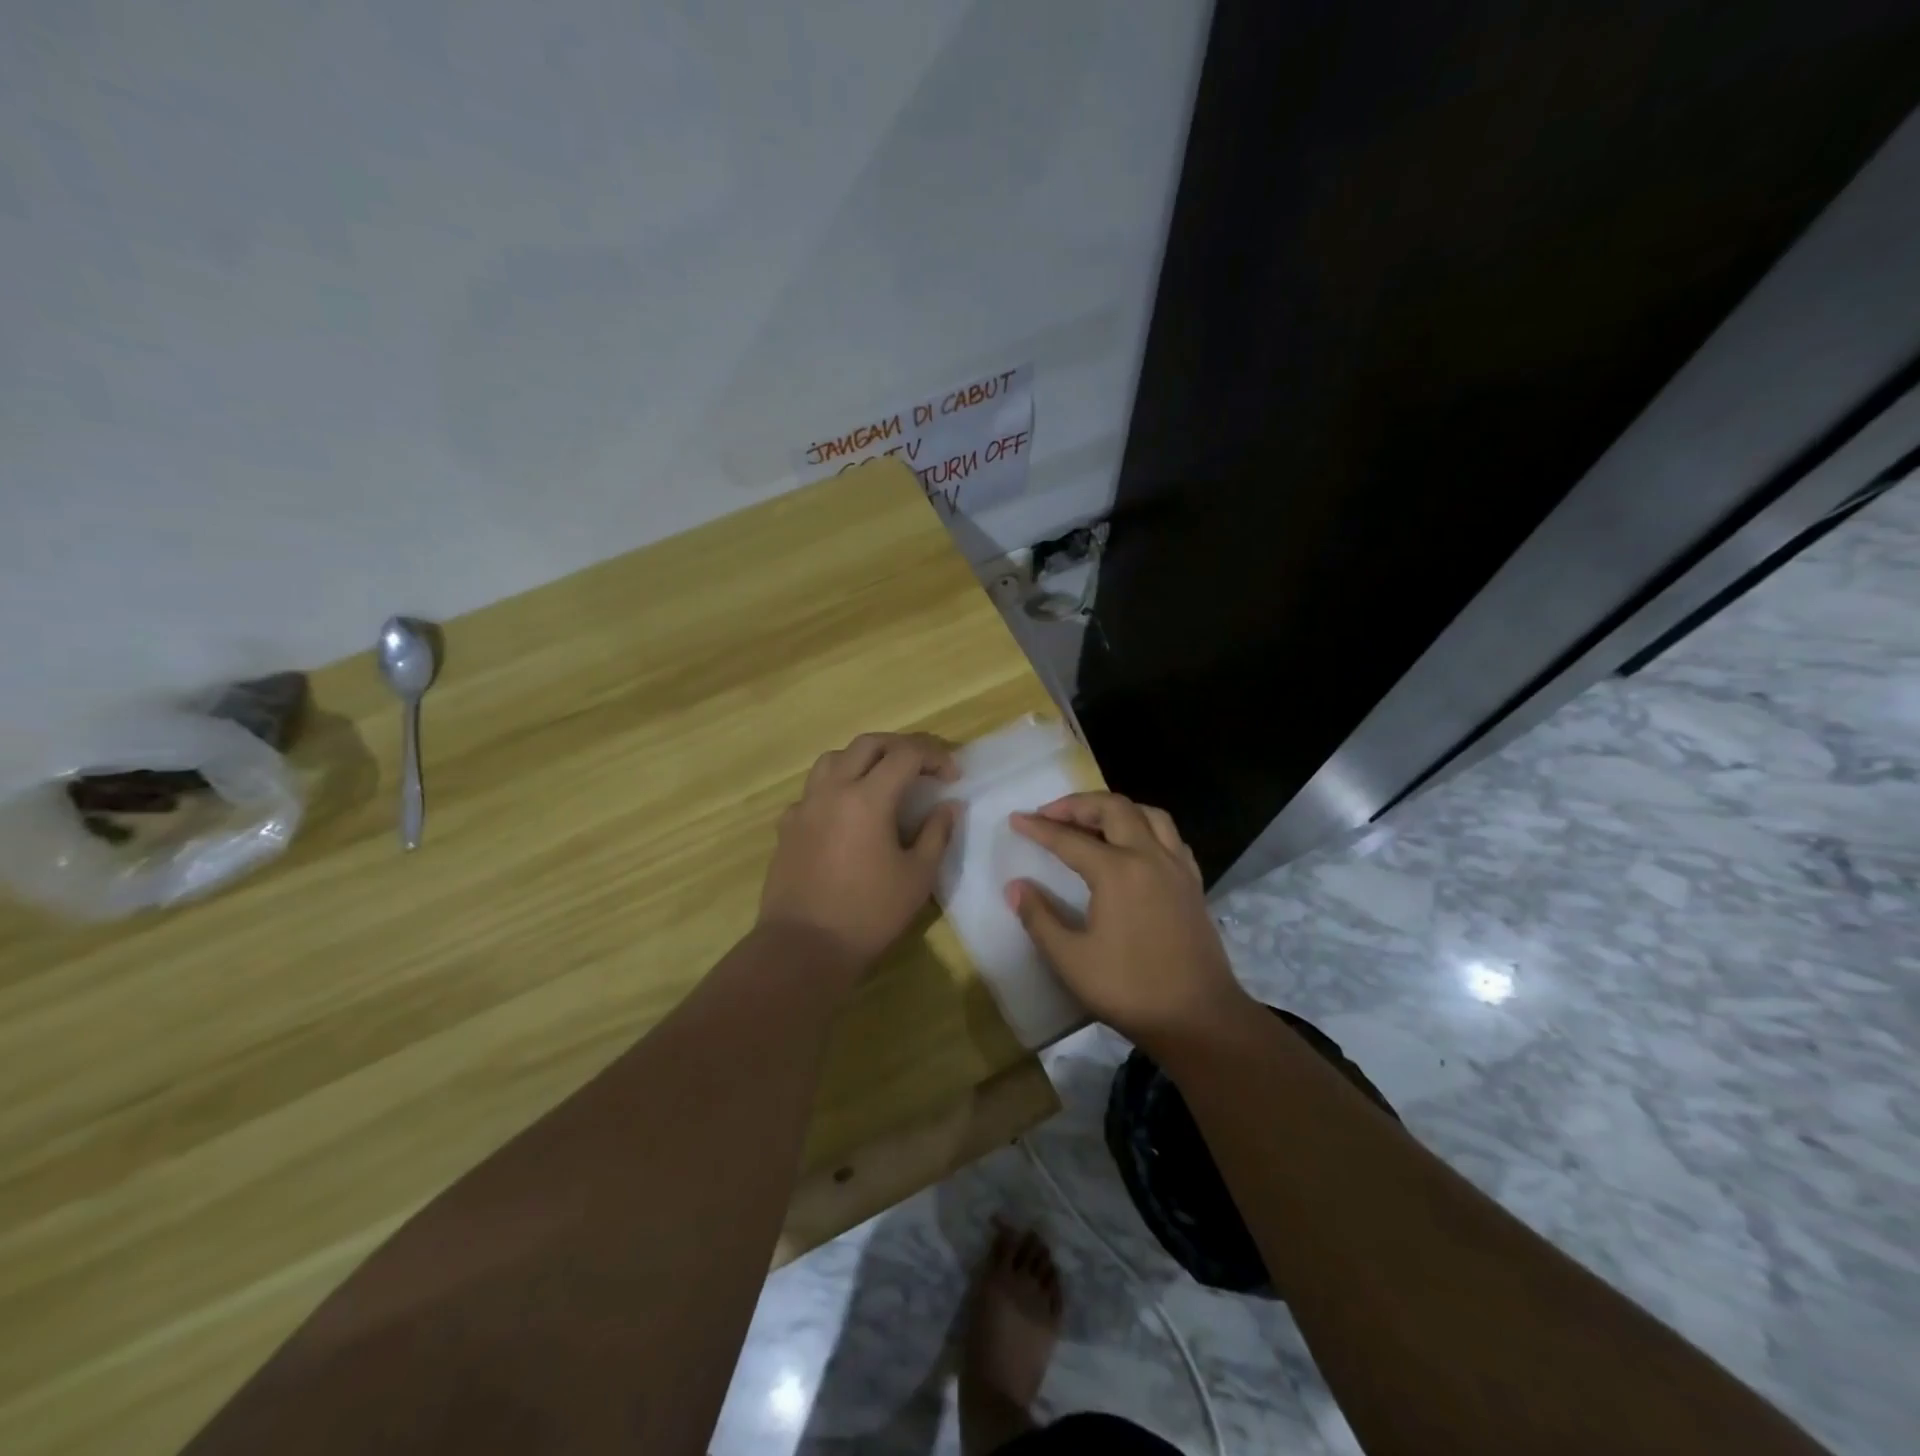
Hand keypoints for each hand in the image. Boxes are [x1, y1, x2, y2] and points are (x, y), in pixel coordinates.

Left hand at [758, 733, 959, 975]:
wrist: (803, 947)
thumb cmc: (868, 914)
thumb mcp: (917, 877)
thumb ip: (936, 834)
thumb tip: (946, 807)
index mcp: (867, 798)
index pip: (906, 754)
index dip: (935, 757)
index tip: (952, 776)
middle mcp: (832, 790)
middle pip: (868, 744)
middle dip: (901, 746)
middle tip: (923, 766)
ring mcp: (805, 806)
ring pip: (833, 759)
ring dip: (863, 758)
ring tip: (882, 779)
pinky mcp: (787, 826)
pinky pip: (813, 790)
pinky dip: (835, 787)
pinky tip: (846, 812)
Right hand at [1007, 792, 1250, 1052]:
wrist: (1199, 1019)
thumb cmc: (1130, 990)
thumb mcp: (1071, 960)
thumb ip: (1039, 917)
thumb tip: (1015, 886)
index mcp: (1117, 871)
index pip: (1069, 838)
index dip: (1039, 827)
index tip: (1016, 819)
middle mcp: (1150, 856)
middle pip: (1113, 808)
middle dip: (1078, 805)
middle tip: (1051, 815)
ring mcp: (1177, 867)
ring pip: (1148, 814)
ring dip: (1115, 809)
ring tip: (1092, 822)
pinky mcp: (1193, 883)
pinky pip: (1170, 836)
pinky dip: (1146, 828)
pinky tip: (1135, 846)